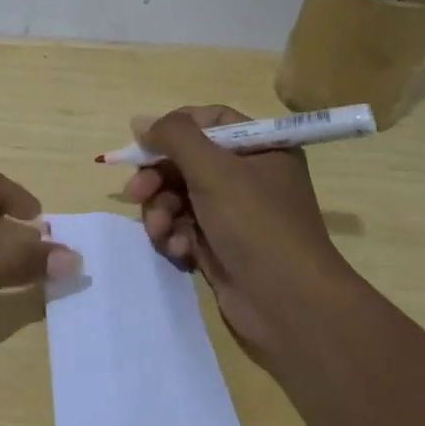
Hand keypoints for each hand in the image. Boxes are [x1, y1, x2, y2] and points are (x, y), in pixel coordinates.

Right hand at [122, 105, 355, 348]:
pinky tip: (178, 250)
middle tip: (135, 193)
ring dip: (161, 210)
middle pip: (186, 160)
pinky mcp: (218, 244)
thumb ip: (174, 137)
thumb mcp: (214, 171)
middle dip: (157, 177)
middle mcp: (247, 176)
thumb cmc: (256, 225)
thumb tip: (139, 121)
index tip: (144, 142)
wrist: (289, 304)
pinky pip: (182, 226)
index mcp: (259, 149)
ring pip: (178, 195)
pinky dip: (174, 235)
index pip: (210, 121)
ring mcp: (232, 212)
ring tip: (160, 230)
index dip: (175, 128)